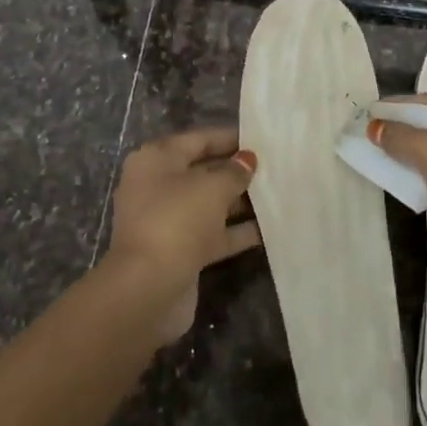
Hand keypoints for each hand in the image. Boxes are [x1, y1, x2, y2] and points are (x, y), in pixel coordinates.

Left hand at [105, 127, 261, 342]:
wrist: (149, 287)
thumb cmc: (177, 220)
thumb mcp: (212, 187)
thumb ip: (234, 171)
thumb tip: (247, 160)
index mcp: (156, 160)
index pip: (197, 140)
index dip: (229, 138)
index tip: (260, 138)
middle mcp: (158, 186)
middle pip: (203, 171)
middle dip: (236, 170)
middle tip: (274, 167)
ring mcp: (168, 221)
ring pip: (209, 204)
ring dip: (239, 201)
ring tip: (278, 194)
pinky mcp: (180, 251)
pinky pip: (213, 233)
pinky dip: (236, 231)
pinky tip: (269, 228)